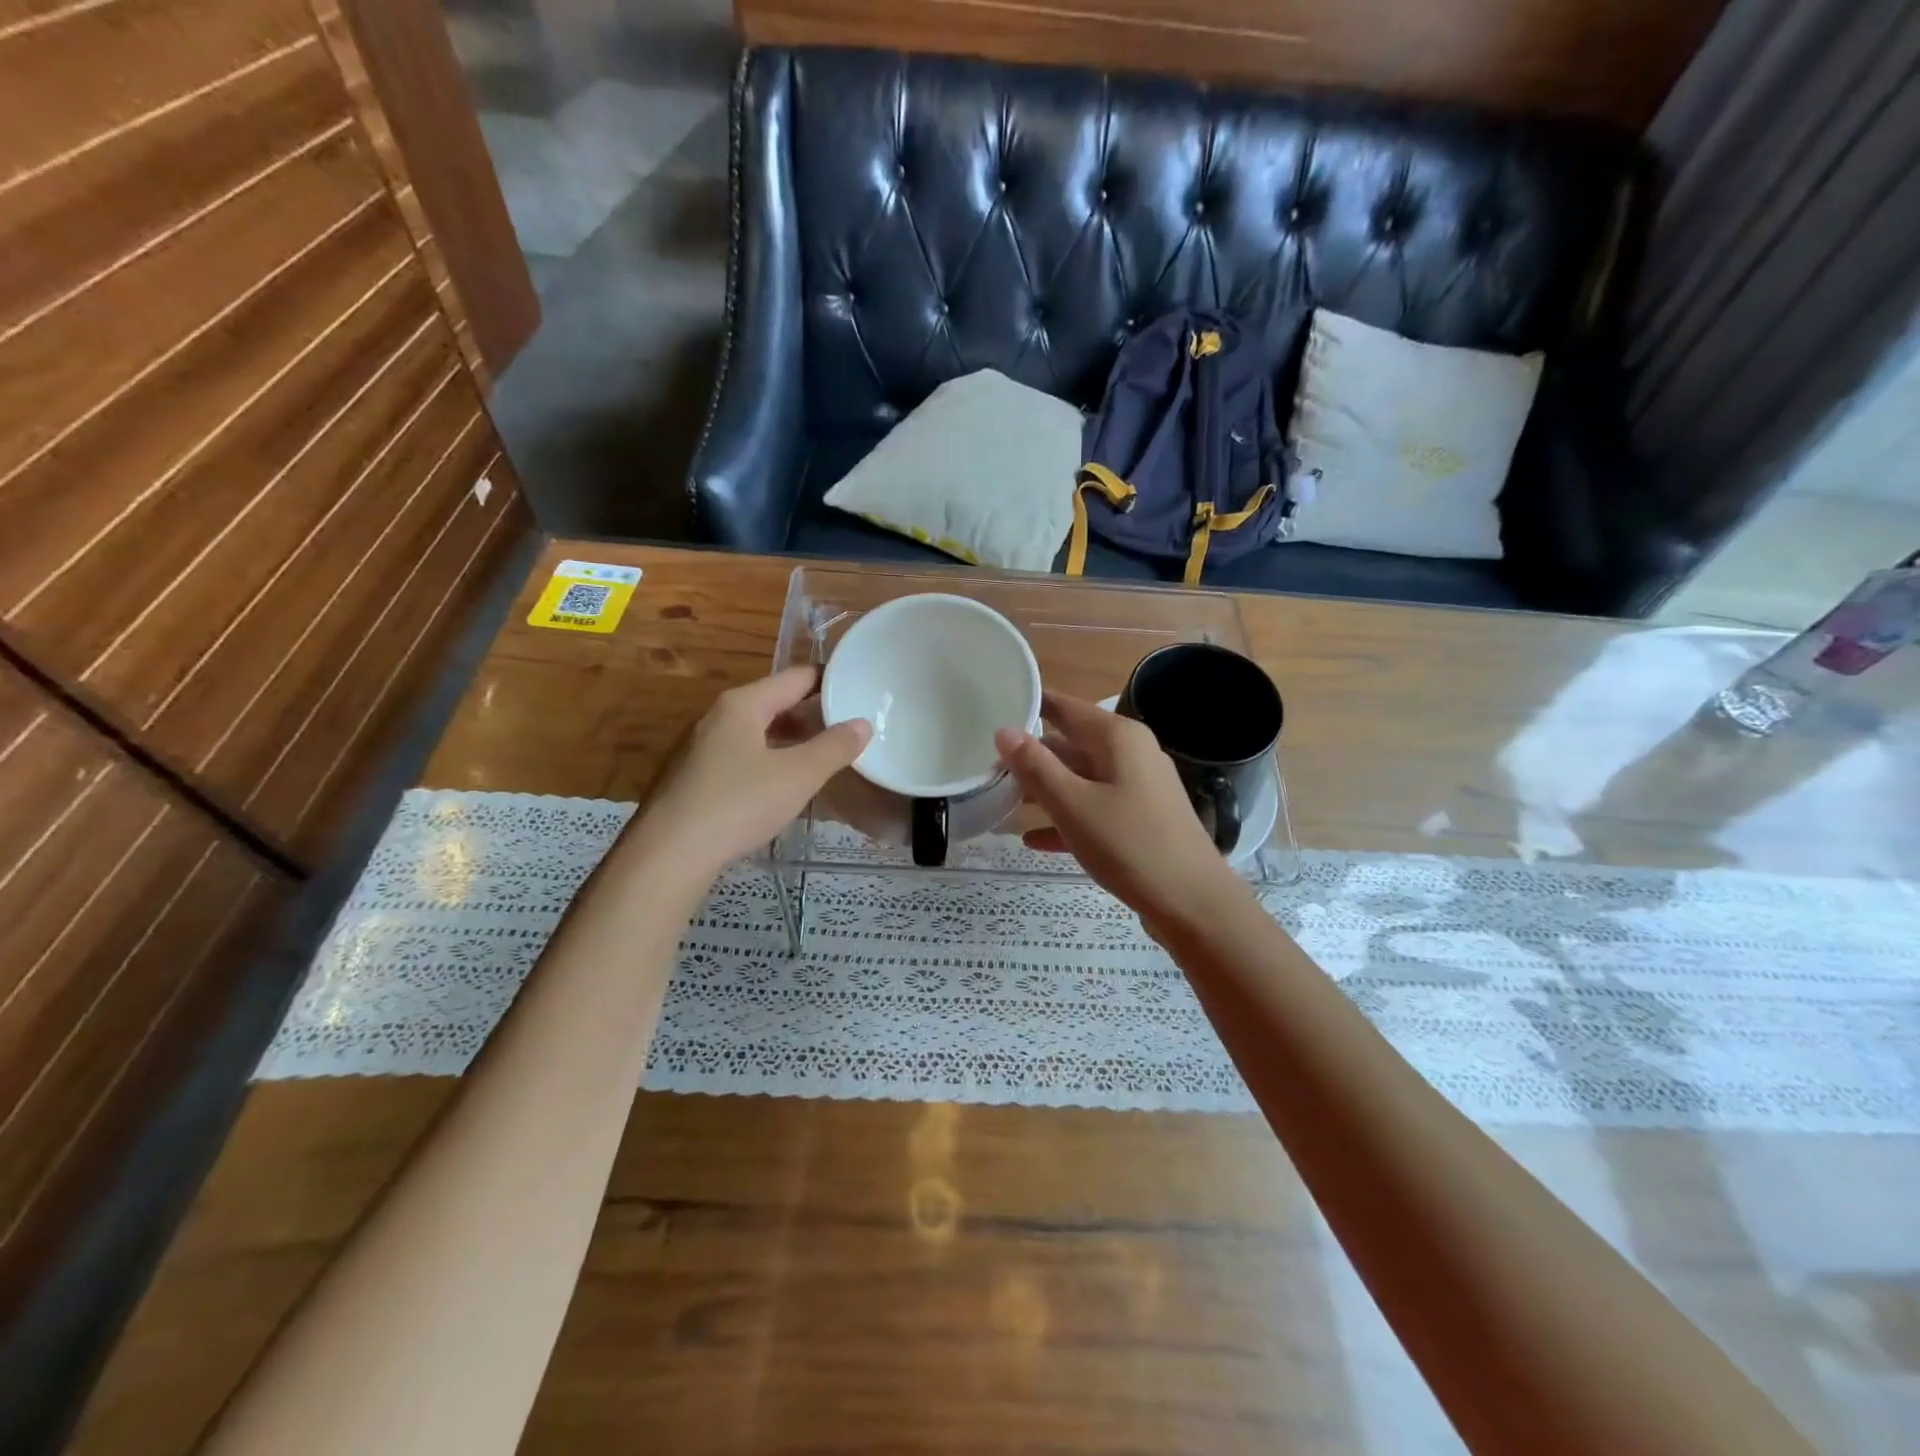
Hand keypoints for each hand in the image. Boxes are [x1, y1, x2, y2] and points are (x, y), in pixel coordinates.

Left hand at [631, 667, 870, 878]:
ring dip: (791, 741)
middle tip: (849, 730)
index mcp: (743, 704)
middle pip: (775, 703)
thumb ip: (834, 748)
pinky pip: (741, 756)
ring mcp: (701, 747)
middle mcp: (718, 716)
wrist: (668, 854)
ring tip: (824, 758)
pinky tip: (783, 786)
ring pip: (757, 732)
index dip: (829, 682)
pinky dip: (769, 760)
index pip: (796, 677)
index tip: (859, 691)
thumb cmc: (738, 804)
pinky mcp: (693, 777)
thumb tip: (863, 723)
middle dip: (812, 715)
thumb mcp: (798, 776)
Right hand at [995, 692, 1244, 934]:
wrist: (1192, 903)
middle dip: (1031, 756)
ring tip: (1002, 801)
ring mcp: (1139, 787)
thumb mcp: (1072, 804)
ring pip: (1082, 778)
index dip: (1030, 706)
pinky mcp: (1142, 818)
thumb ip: (1035, 766)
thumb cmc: (1128, 844)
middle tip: (987, 765)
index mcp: (1118, 737)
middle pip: (1072, 743)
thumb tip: (1004, 731)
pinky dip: (1067, 818)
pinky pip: (1096, 807)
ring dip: (1045, 790)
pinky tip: (1034, 840)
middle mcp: (1131, 752)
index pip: (1065, 707)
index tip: (993, 709)